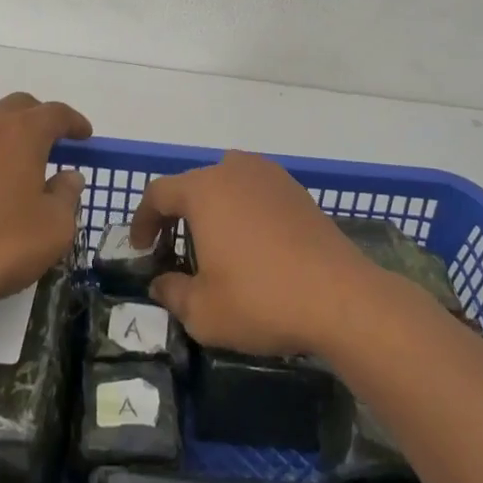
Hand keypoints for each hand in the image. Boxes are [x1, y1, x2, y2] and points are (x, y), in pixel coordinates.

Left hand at [0, 92, 91, 309]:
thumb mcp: (49, 233)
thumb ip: (66, 199)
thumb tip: (69, 176)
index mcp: (21, 133)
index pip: (56, 114)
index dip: (74, 122)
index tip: (84, 136)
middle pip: (18, 107)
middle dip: (37, 121)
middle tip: (49, 147)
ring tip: (4, 169)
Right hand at [128, 150, 371, 356]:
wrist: (340, 298)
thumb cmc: (261, 300)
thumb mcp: (203, 312)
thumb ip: (172, 293)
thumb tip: (160, 284)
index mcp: (205, 189)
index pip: (159, 193)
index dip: (143, 219)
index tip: (141, 249)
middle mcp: (235, 170)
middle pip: (194, 184)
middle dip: (178, 214)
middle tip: (173, 248)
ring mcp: (271, 177)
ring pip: (228, 183)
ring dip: (213, 208)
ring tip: (213, 244)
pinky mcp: (298, 192)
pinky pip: (257, 193)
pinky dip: (244, 211)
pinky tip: (252, 245)